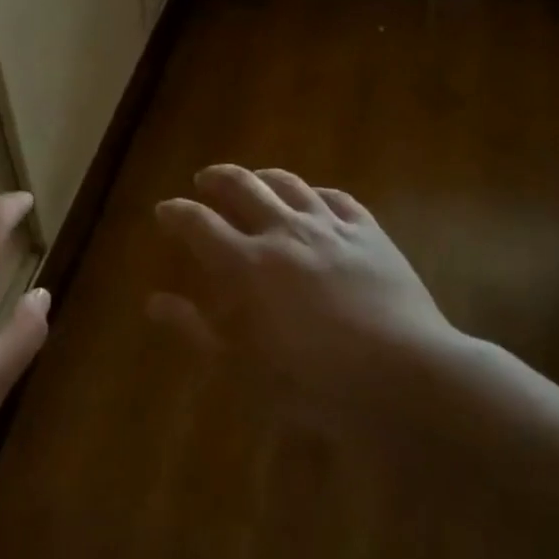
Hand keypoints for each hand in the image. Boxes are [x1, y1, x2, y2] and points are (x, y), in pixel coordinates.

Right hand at [151, 165, 471, 409]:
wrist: (405, 377)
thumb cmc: (314, 382)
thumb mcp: (242, 367)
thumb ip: (195, 329)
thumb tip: (153, 302)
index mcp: (246, 264)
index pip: (198, 223)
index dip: (176, 212)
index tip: (164, 209)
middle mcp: (283, 232)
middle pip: (242, 186)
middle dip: (217, 178)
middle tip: (205, 180)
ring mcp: (330, 227)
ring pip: (289, 183)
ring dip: (263, 176)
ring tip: (254, 179)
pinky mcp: (370, 233)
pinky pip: (336, 198)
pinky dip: (315, 193)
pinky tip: (314, 199)